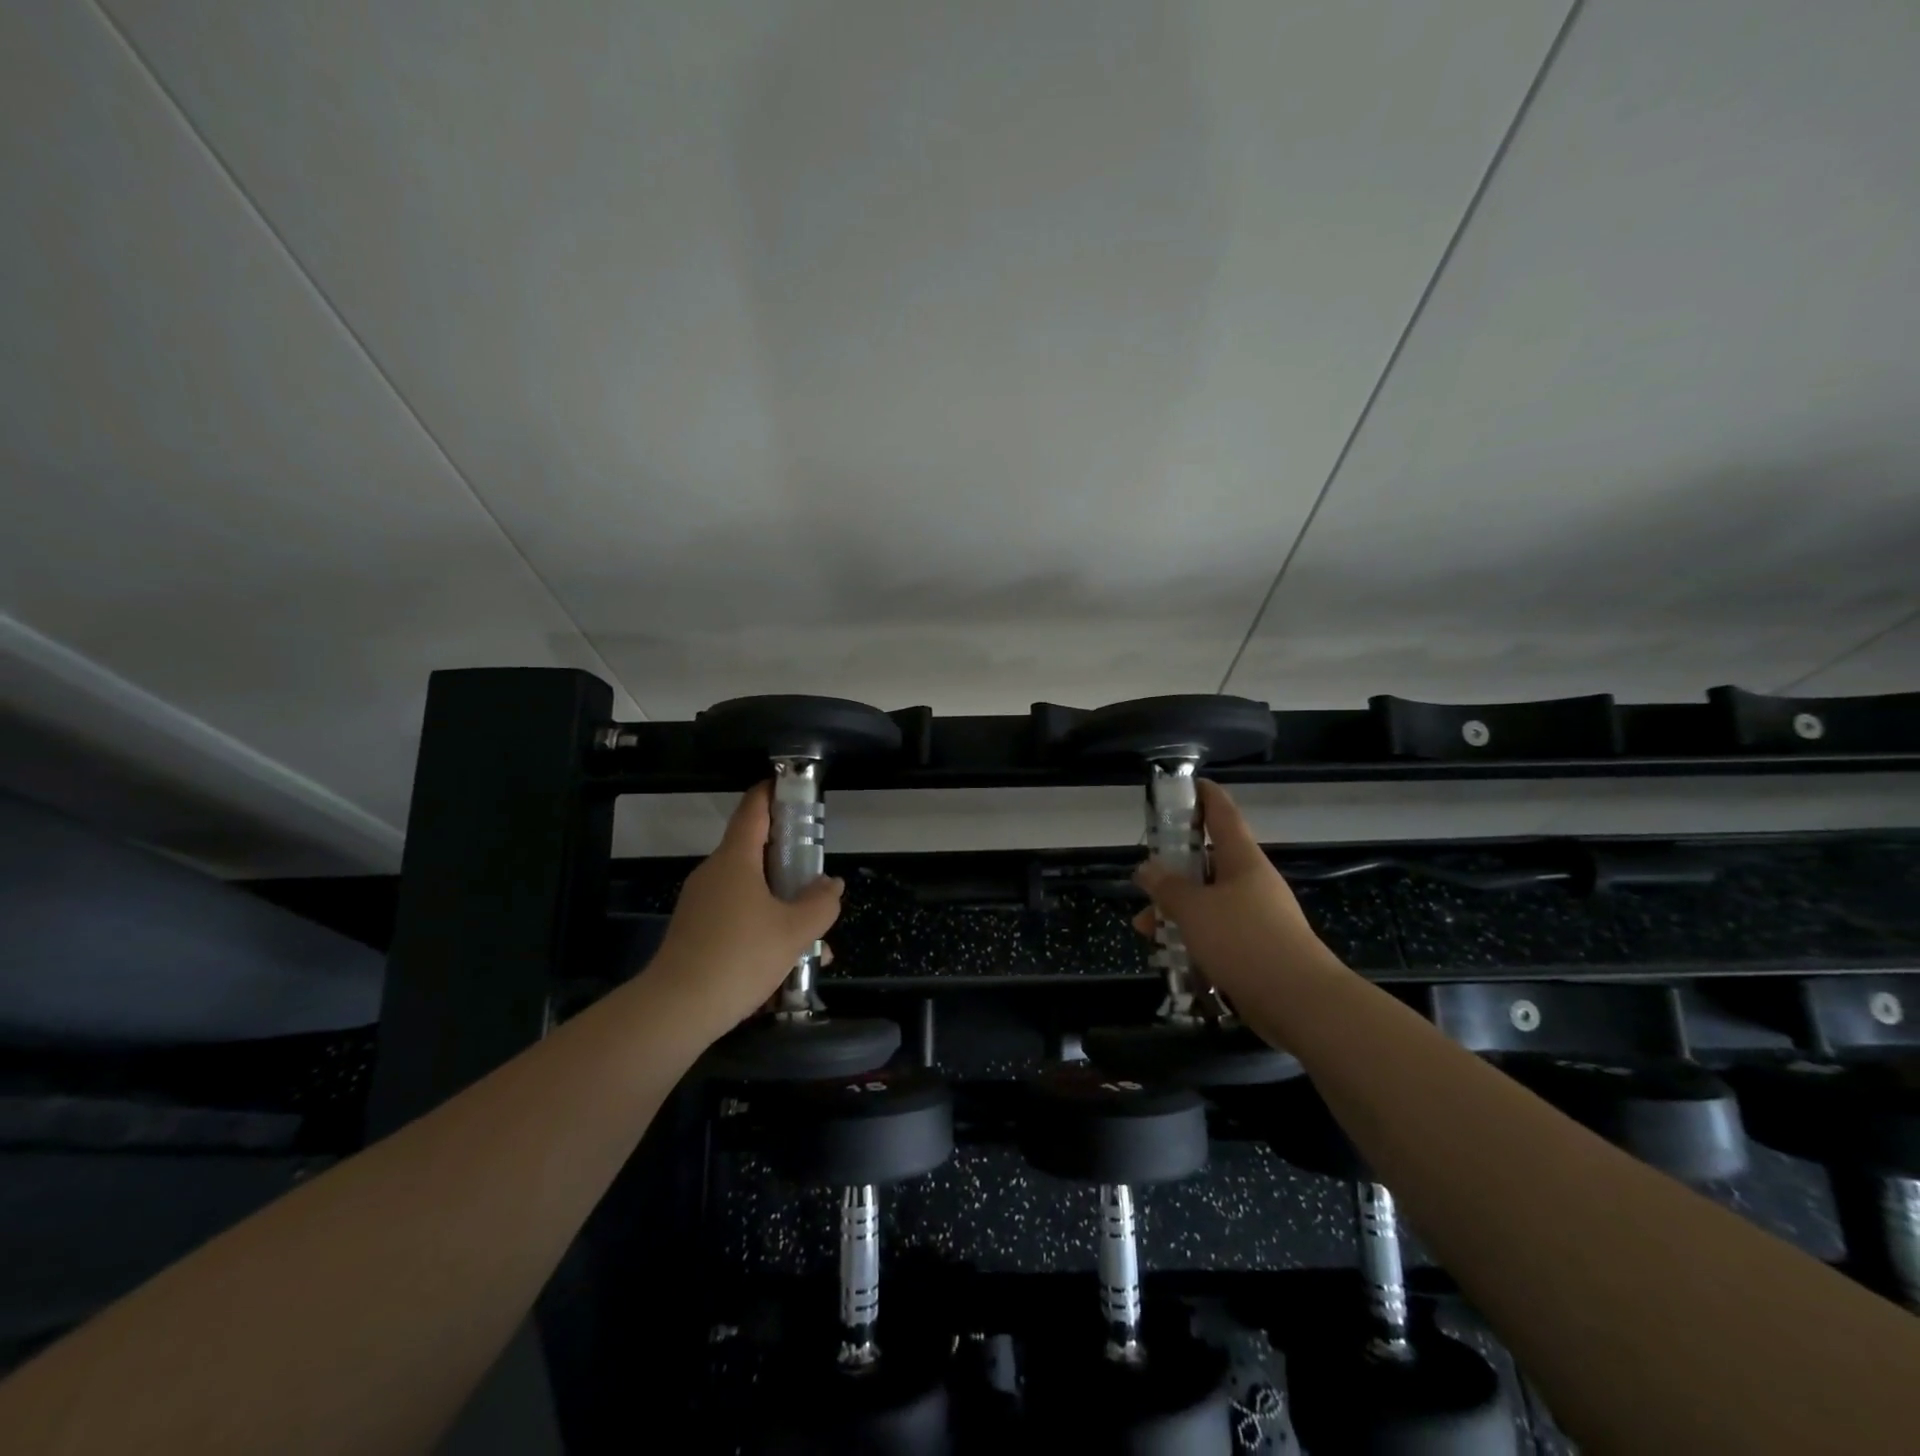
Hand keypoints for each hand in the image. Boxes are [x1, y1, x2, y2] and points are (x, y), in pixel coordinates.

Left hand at [648, 784, 844, 1034]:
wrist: (675, 1011)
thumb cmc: (739, 957)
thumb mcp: (794, 931)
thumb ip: (821, 903)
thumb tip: (831, 885)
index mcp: (735, 860)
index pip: (753, 810)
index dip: (772, 792)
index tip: (792, 786)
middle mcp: (714, 873)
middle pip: (755, 853)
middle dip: (790, 863)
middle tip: (818, 878)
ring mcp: (701, 903)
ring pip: (750, 892)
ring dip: (781, 906)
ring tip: (813, 941)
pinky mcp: (695, 932)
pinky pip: (737, 917)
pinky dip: (763, 928)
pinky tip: (786, 964)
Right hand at [1131, 780, 1327, 1015]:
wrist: (1299, 1002)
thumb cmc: (1244, 941)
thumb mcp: (1194, 910)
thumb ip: (1167, 887)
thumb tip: (1147, 868)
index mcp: (1242, 861)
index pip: (1223, 814)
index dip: (1205, 795)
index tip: (1188, 784)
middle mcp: (1251, 883)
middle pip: (1209, 862)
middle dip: (1174, 870)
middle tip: (1145, 877)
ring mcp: (1256, 917)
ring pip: (1208, 902)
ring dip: (1176, 911)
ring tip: (1145, 928)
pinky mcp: (1256, 950)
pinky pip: (1217, 933)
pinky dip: (1192, 938)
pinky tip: (1170, 956)